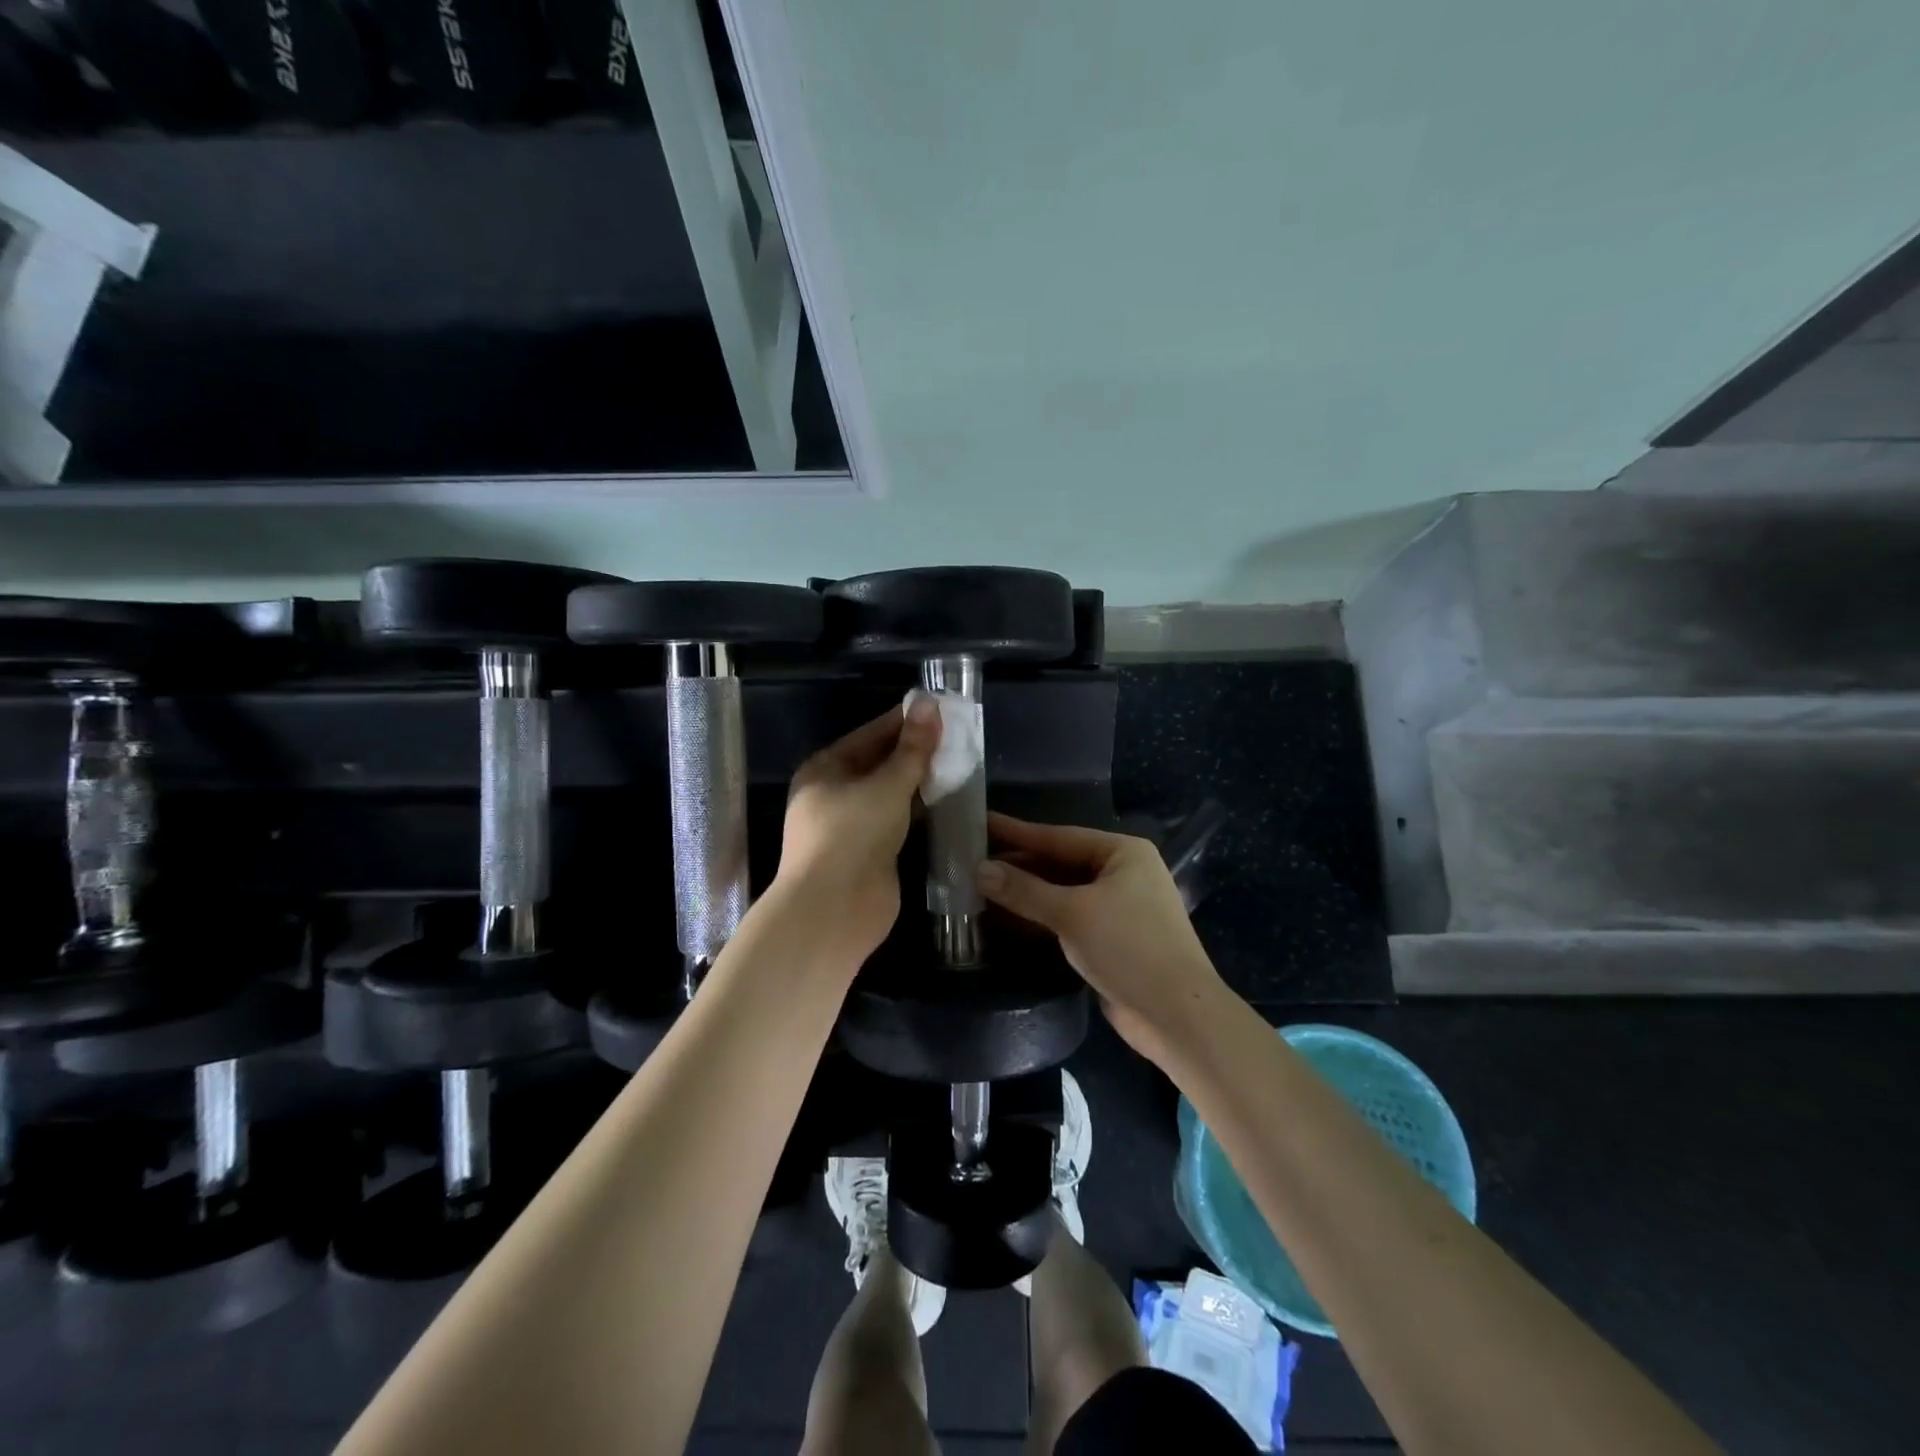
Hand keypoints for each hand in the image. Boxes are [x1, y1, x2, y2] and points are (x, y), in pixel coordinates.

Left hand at [773, 697, 941, 965]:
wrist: (834, 910)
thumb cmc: (852, 835)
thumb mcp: (886, 785)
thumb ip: (912, 748)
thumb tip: (931, 704)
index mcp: (825, 769)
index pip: (870, 734)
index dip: (904, 721)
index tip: (940, 708)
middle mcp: (834, 793)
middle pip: (879, 763)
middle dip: (915, 751)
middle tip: (957, 735)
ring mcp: (852, 825)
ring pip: (890, 793)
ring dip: (919, 781)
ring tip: (959, 762)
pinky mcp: (870, 851)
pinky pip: (897, 820)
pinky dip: (919, 810)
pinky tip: (946, 800)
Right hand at [978, 813, 1228, 1067]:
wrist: (1177, 1016)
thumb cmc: (1129, 948)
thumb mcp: (1072, 913)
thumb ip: (1024, 890)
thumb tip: (979, 870)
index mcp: (1122, 853)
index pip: (1059, 836)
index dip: (1017, 832)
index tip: (981, 823)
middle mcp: (1122, 873)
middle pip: (1060, 864)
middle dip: (1018, 866)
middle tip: (971, 861)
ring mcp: (1118, 907)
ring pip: (1062, 892)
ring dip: (1025, 894)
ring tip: (979, 888)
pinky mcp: (1111, 939)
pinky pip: (1068, 918)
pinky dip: (1040, 918)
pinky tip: (1007, 919)